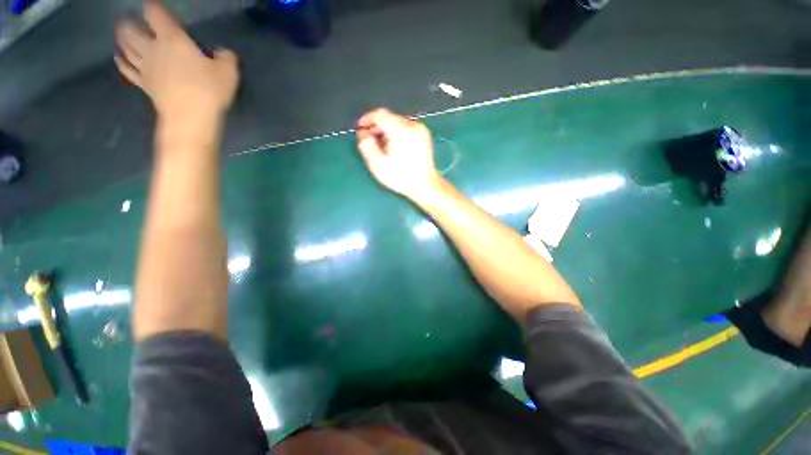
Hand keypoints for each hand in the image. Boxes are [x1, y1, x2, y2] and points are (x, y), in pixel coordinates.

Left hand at [114, 1, 238, 123]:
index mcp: (171, 38)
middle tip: (127, 19)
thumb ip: (226, 58)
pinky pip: (128, 71)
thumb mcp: (228, 72)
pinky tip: (118, 58)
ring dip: (122, 40)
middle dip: (129, 23)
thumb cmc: (209, 90)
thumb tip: (223, 53)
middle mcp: (153, 49)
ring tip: (120, 34)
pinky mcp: (145, 85)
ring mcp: (146, 68)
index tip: (154, 4)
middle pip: (132, 30)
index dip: (153, 6)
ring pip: (126, 48)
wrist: (191, 118)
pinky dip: (122, 63)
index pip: (155, 13)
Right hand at [356, 108, 440, 202]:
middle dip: (377, 128)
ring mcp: (421, 130)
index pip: (380, 114)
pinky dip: (398, 135)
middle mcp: (412, 125)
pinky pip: (407, 129)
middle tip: (371, 142)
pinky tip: (396, 149)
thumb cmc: (400, 177)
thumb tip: (363, 133)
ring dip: (387, 132)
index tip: (361, 129)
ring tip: (383, 148)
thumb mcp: (378, 164)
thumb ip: (367, 145)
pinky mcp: (425, 136)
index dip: (367, 119)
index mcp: (401, 130)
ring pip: (398, 123)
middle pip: (390, 118)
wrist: (425, 186)